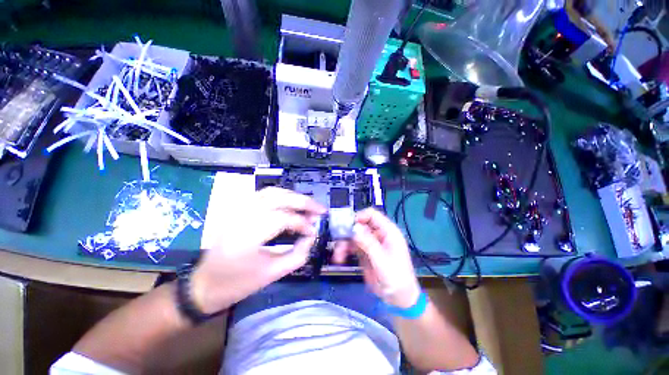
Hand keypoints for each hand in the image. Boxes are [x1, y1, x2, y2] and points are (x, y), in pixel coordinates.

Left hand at [191, 187, 325, 313]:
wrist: (204, 285)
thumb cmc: (237, 284)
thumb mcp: (272, 274)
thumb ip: (298, 254)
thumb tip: (312, 236)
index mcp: (247, 236)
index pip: (283, 218)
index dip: (303, 223)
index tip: (314, 231)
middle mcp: (241, 217)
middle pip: (279, 198)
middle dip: (303, 201)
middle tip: (320, 209)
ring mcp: (237, 210)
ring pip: (271, 192)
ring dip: (293, 196)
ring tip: (308, 206)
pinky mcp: (237, 210)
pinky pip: (263, 195)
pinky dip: (281, 196)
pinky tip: (291, 204)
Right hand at [334, 208, 420, 308]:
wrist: (399, 299)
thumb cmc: (396, 277)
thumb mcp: (382, 260)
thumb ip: (368, 243)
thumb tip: (354, 227)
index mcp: (388, 231)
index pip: (372, 215)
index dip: (359, 216)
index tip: (347, 225)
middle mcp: (378, 234)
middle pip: (360, 225)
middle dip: (348, 232)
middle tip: (337, 240)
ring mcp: (370, 243)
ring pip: (353, 236)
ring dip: (344, 243)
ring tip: (338, 255)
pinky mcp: (365, 253)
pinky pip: (352, 246)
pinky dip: (344, 250)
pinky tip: (339, 258)